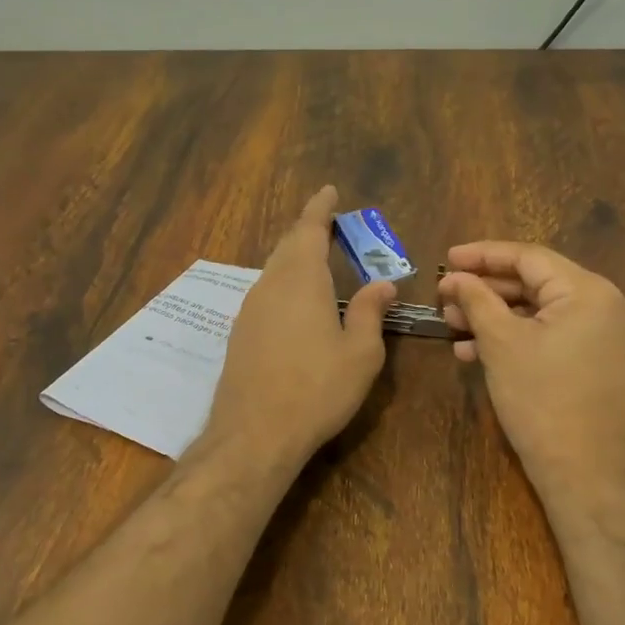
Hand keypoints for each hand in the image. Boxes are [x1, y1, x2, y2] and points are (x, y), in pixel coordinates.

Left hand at [204, 186, 396, 462]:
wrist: (255, 434)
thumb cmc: (317, 389)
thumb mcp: (361, 352)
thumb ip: (371, 312)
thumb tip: (383, 283)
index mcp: (302, 280)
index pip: (309, 229)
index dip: (320, 208)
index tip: (329, 191)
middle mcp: (270, 286)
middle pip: (288, 246)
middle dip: (308, 231)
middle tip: (329, 225)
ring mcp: (250, 310)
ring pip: (275, 271)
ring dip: (295, 258)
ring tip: (318, 260)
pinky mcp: (240, 334)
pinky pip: (267, 294)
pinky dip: (285, 284)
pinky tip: (297, 303)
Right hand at [438, 241, 624, 500]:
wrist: (584, 473)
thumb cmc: (540, 401)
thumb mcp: (501, 343)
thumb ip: (476, 299)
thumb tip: (453, 276)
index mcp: (591, 291)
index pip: (529, 258)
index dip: (483, 255)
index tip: (446, 258)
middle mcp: (609, 304)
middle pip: (536, 283)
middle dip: (486, 291)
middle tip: (445, 296)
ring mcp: (610, 334)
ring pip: (542, 311)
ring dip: (497, 316)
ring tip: (453, 325)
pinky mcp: (603, 359)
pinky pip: (555, 334)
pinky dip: (519, 337)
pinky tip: (477, 351)